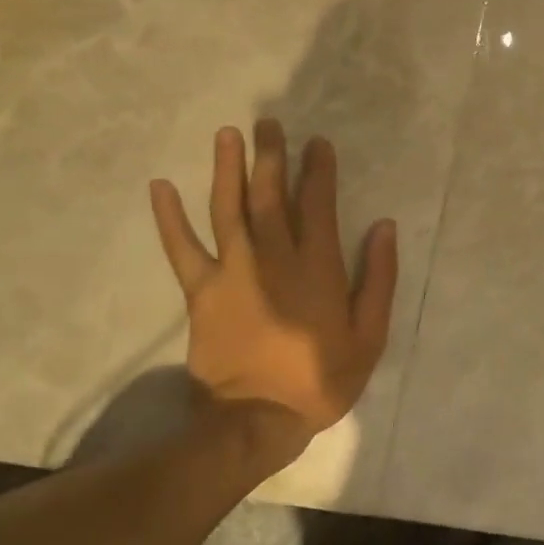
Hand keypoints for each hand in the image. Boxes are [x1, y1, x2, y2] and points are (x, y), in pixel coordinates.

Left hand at [149, 122, 397, 438]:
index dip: (318, 170)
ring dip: (227, 169)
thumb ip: (378, 278)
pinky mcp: (201, 292)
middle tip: (269, 123)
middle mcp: (274, 258)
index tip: (317, 143)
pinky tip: (160, 186)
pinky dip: (169, 218)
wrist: (257, 421)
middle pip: (270, 196)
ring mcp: (232, 272)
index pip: (317, 204)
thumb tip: (383, 227)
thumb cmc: (321, 378)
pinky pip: (182, 249)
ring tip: (228, 134)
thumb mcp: (370, 335)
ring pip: (228, 209)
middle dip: (271, 156)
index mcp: (317, 267)